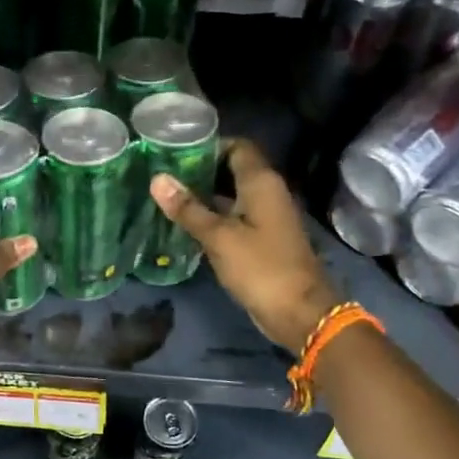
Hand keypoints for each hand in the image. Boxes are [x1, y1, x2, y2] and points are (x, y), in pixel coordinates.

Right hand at [150, 138, 338, 353]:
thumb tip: (157, 179)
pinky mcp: (263, 240)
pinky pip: (235, 218)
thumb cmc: (260, 268)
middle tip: (164, 175)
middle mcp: (267, 193)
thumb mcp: (218, 237)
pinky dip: (214, 217)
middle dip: (201, 171)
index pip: (237, 146)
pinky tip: (187, 225)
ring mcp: (267, 217)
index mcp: (261, 182)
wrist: (300, 313)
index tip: (176, 152)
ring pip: (232, 196)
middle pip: (233, 169)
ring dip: (205, 196)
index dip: (208, 145)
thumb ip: (188, 208)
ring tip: (168, 197)